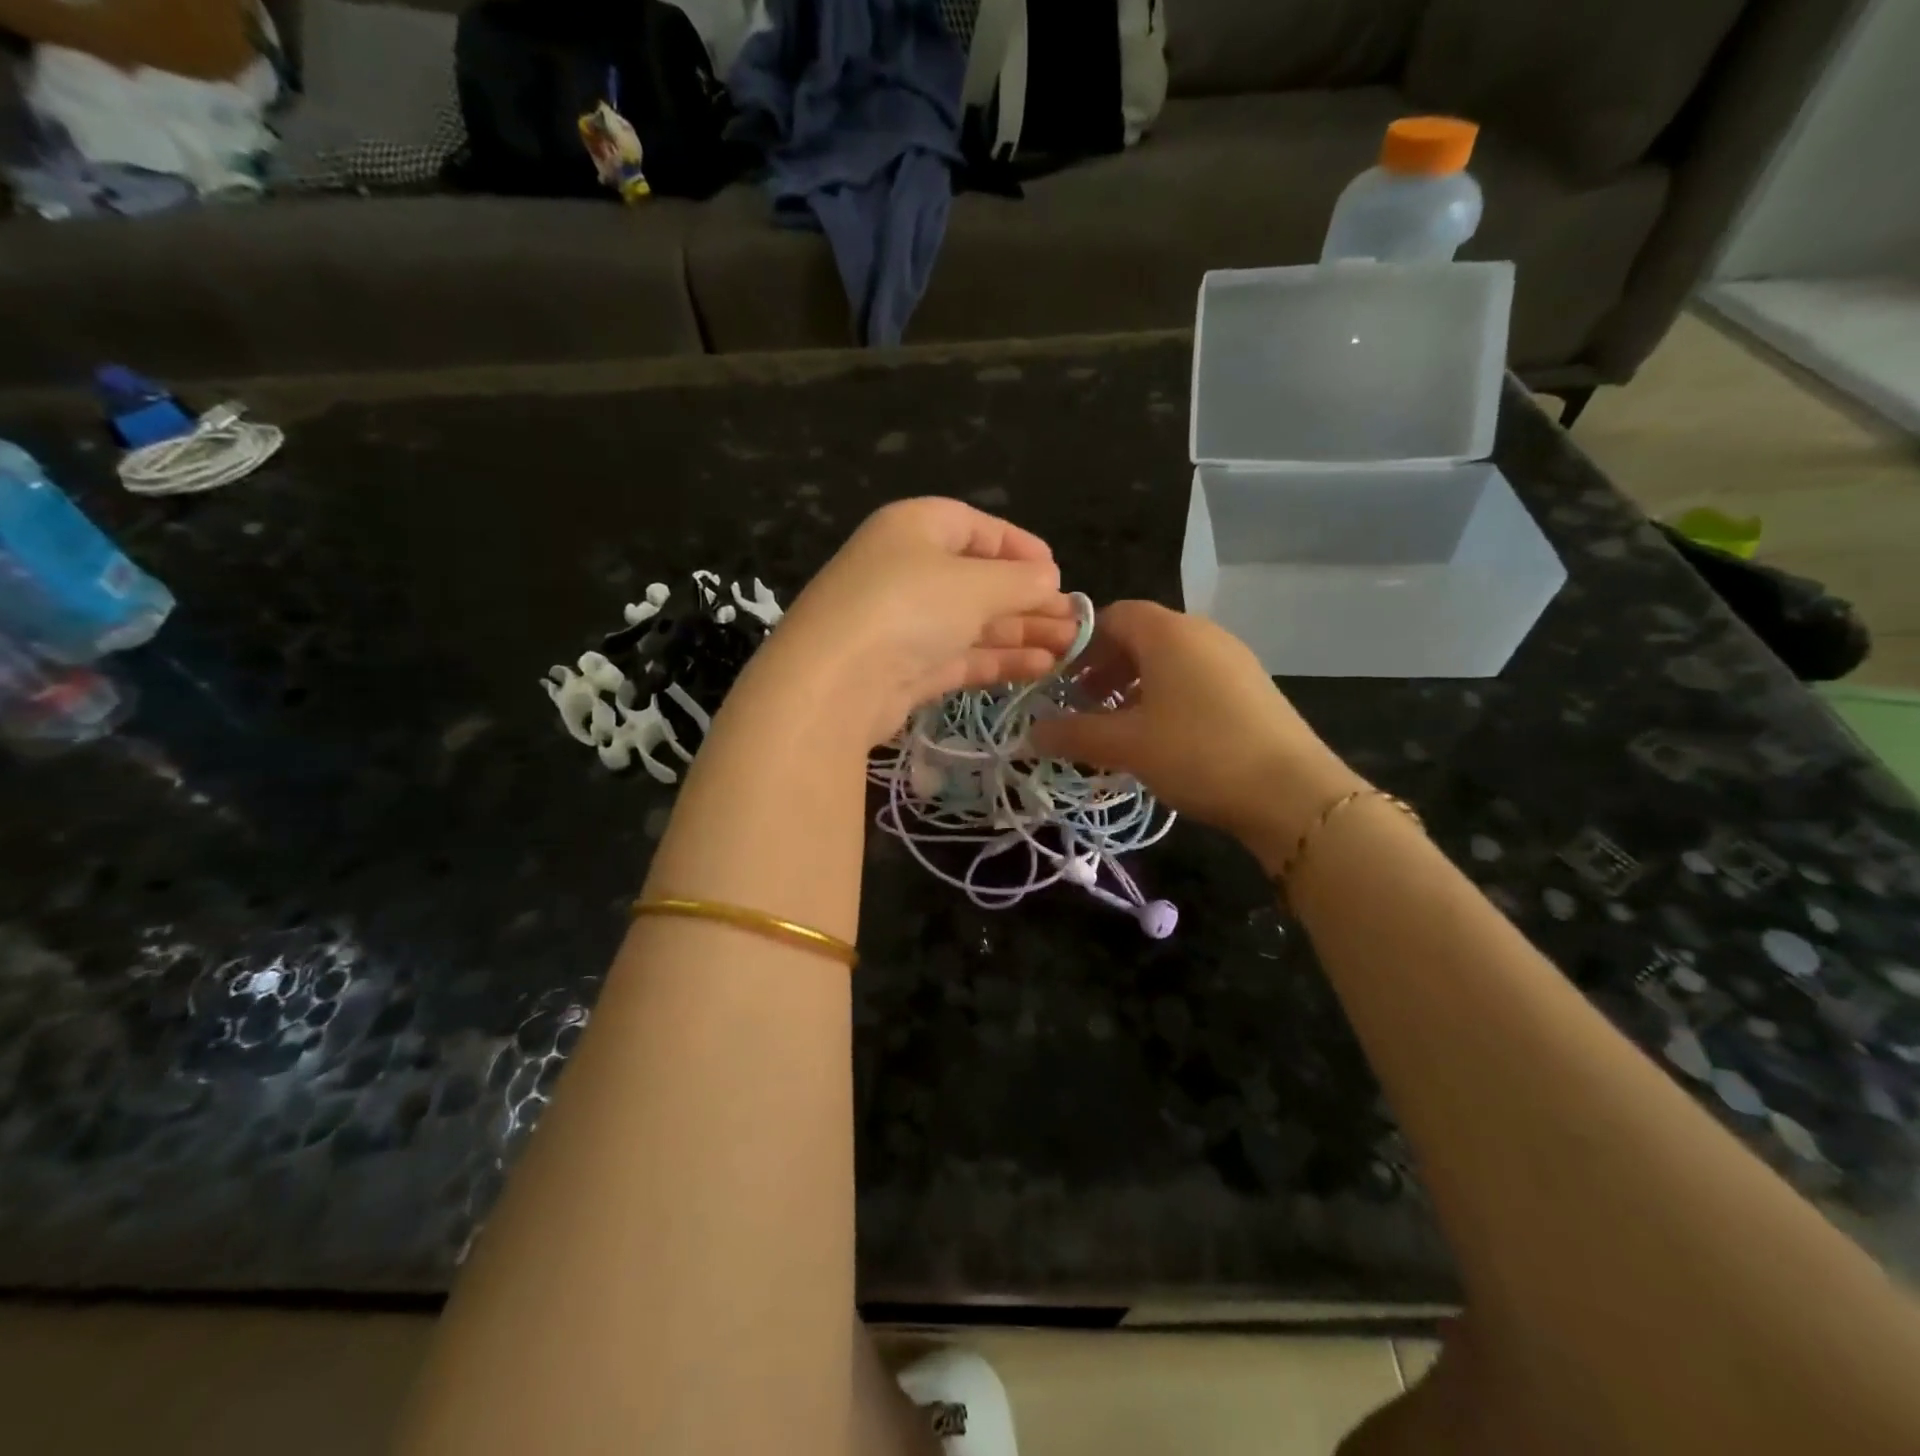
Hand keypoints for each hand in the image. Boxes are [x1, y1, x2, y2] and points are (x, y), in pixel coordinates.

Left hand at [758, 498, 1075, 745]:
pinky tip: (1039, 667)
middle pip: (978, 580)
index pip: (975, 526)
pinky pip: (961, 656)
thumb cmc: (909, 608)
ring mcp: (904, 623)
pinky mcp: (906, 669)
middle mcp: (907, 570)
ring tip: (1069, 649)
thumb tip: (1050, 579)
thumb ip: (1020, 580)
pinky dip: (998, 660)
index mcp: (915, 528)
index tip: (1056, 572)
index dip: (1018, 547)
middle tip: (1074, 621)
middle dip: (1029, 600)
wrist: (836, 684)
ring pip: (973, 622)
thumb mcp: (975, 584)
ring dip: (1021, 633)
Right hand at [1029, 601, 1364, 864]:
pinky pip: (1194, 679)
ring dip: (1134, 685)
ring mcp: (1232, 659)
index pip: (1113, 615)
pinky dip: (1166, 697)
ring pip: (1169, 660)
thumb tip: (1030, 732)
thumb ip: (1073, 734)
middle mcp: (1202, 634)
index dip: (1081, 644)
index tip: (1059, 680)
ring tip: (1117, 725)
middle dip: (1105, 667)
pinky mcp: (1250, 688)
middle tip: (1082, 705)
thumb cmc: (1198, 753)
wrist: (1292, 793)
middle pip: (1141, 636)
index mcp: (1169, 633)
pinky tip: (1159, 737)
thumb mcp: (1126, 745)